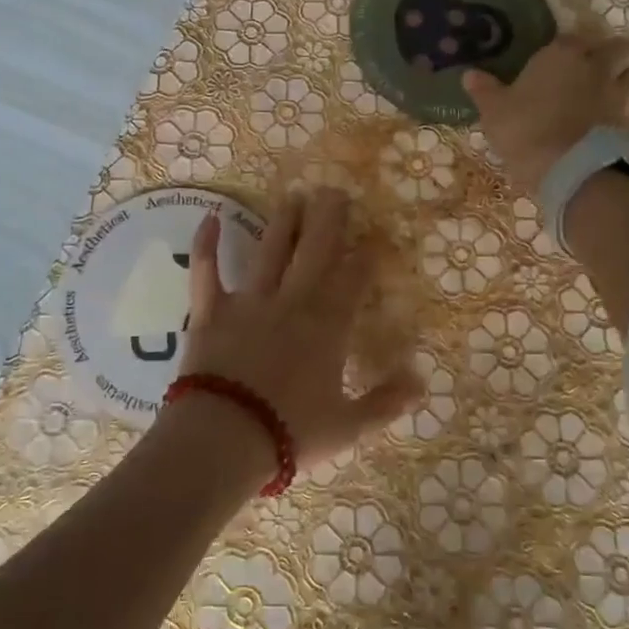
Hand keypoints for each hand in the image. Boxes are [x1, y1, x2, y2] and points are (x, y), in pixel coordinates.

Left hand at [171, 189, 419, 478]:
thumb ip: (385, 402)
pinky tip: (209, 218)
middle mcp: (293, 301)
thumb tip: (422, 382)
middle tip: (335, 191)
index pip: (354, 279)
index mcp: (328, 326)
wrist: (224, 438)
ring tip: (294, 196)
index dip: (367, 255)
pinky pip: (207, 271)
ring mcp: (250, 301)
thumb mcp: (348, 427)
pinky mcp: (211, 310)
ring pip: (270, 250)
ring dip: (284, 221)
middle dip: (329, 218)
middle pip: (316, 250)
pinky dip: (206, 244)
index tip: (375, 236)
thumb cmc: (290, 432)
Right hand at [464, 33, 628, 195]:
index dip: (567, 44)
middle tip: (602, 59)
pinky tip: (617, 120)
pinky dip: (628, 111)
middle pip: (616, 47)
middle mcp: (595, 67)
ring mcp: (617, 94)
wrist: (571, 169)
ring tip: (618, 84)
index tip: (560, 52)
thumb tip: (469, 74)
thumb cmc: (526, 130)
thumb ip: (485, 91)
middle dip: (612, 50)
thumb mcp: (495, 112)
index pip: (570, 37)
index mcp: (561, 56)